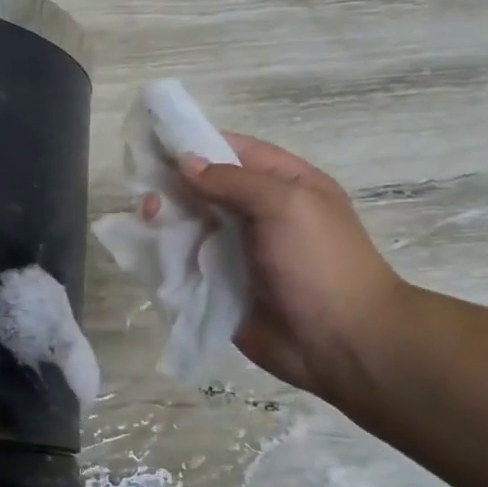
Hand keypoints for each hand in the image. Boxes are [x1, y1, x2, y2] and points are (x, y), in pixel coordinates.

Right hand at [173, 133, 406, 397]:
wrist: (339, 342)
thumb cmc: (319, 262)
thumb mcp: (285, 204)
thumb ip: (232, 179)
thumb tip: (184, 162)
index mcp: (283, 184)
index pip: (232, 151)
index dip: (194, 144)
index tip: (153, 144)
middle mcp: (256, 213)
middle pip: (204, 188)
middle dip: (174, 186)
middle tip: (149, 195)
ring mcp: (236, 251)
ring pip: (189, 225)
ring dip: (166, 220)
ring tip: (148, 221)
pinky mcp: (218, 285)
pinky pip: (185, 263)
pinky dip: (165, 255)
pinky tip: (148, 250)